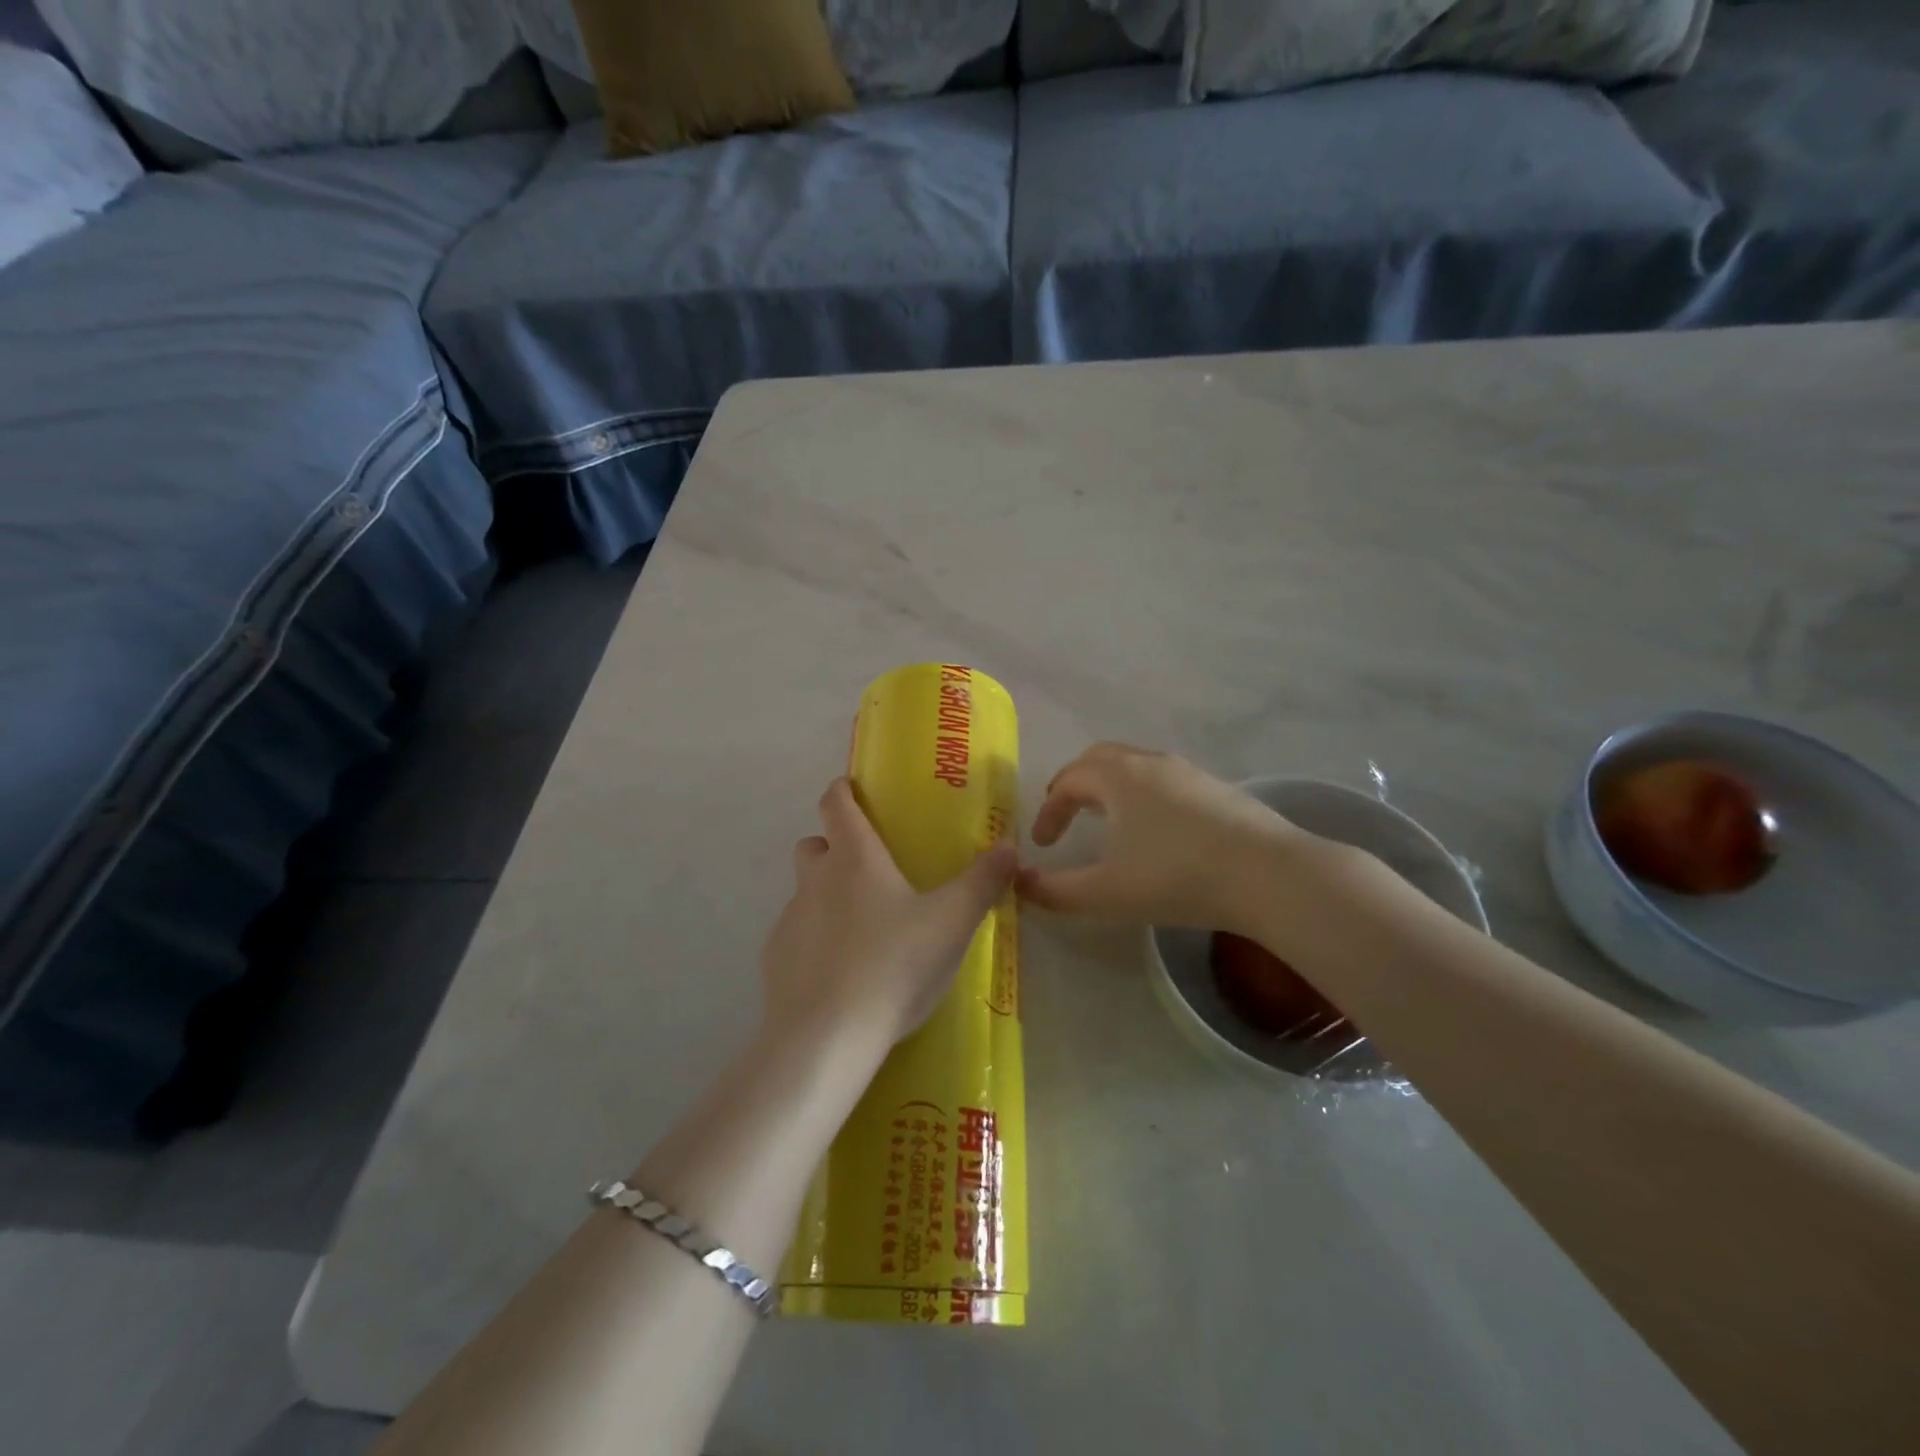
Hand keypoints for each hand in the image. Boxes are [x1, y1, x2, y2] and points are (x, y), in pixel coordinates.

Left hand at [761, 778, 1017, 1054]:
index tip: (853, 788)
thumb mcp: (953, 922)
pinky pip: (796, 935)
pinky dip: (815, 940)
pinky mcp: (775, 959)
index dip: (842, 790)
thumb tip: (1009, 848)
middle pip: (814, 843)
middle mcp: (815, 880)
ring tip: (863, 929)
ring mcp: (789, 920)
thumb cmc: (894, 964)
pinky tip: (841, 972)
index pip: (835, 804)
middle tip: (871, 869)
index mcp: (855, 858)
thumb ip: (983, 882)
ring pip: (805, 891)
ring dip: (827, 895)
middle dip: (835, 846)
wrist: (827, 1036)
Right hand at [1018, 744, 1312, 933]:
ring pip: (1136, 766)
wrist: (1268, 875)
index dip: (1049, 811)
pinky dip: (1143, 795)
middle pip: (1100, 759)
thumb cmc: (1176, 877)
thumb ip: (1056, 891)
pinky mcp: (1218, 788)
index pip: (1068, 781)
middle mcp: (1150, 762)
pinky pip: (1165, 780)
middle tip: (1064, 814)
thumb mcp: (1106, 893)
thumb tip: (1019, 884)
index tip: (1042, 844)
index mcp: (1117, 776)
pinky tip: (1156, 829)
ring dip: (1111, 788)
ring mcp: (1189, 772)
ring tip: (1107, 820)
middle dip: (1075, 785)